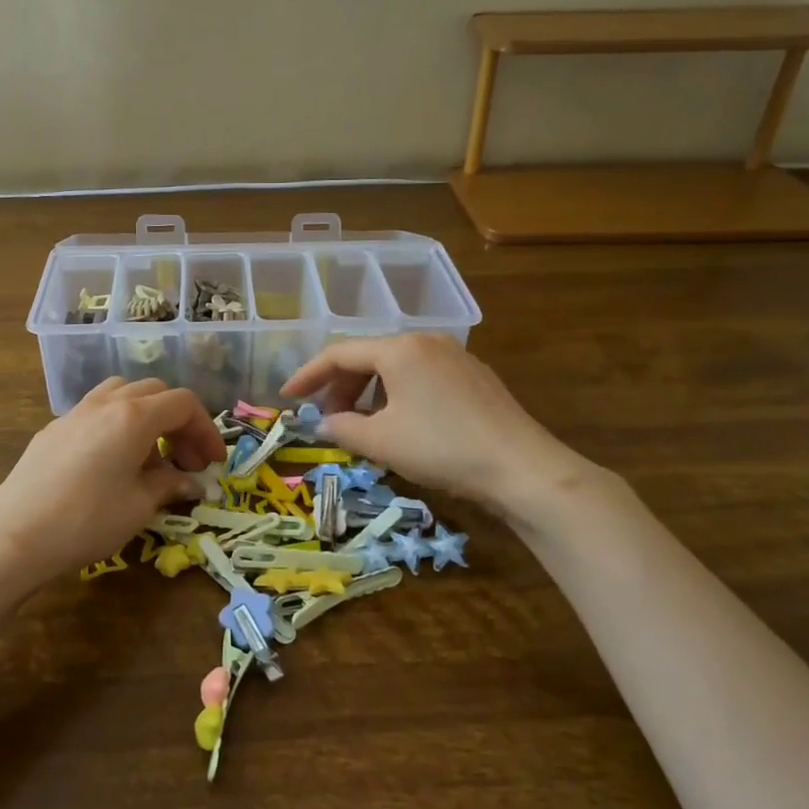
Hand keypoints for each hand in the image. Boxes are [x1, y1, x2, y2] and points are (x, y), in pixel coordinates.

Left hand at [0, 377, 225, 602]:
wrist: (14, 535)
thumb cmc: (86, 520)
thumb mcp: (138, 507)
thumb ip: (169, 486)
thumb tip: (190, 482)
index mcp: (134, 416)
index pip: (183, 403)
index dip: (206, 430)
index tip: (213, 463)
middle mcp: (106, 403)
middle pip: (155, 393)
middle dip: (179, 422)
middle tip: (187, 461)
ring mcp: (75, 412)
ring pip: (123, 393)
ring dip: (147, 416)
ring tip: (150, 454)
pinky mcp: (53, 429)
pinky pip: (97, 410)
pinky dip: (118, 424)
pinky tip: (113, 461)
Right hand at [281, 333, 600, 522]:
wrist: (521, 467)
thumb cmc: (441, 448)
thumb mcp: (381, 442)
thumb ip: (342, 428)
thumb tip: (321, 424)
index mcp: (399, 348)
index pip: (339, 354)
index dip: (308, 375)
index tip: (287, 397)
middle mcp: (425, 341)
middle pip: (368, 357)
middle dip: (341, 387)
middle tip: (328, 419)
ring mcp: (454, 356)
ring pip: (396, 367)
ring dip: (370, 393)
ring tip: (363, 426)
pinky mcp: (473, 376)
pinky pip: (421, 376)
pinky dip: (398, 395)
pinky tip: (401, 424)